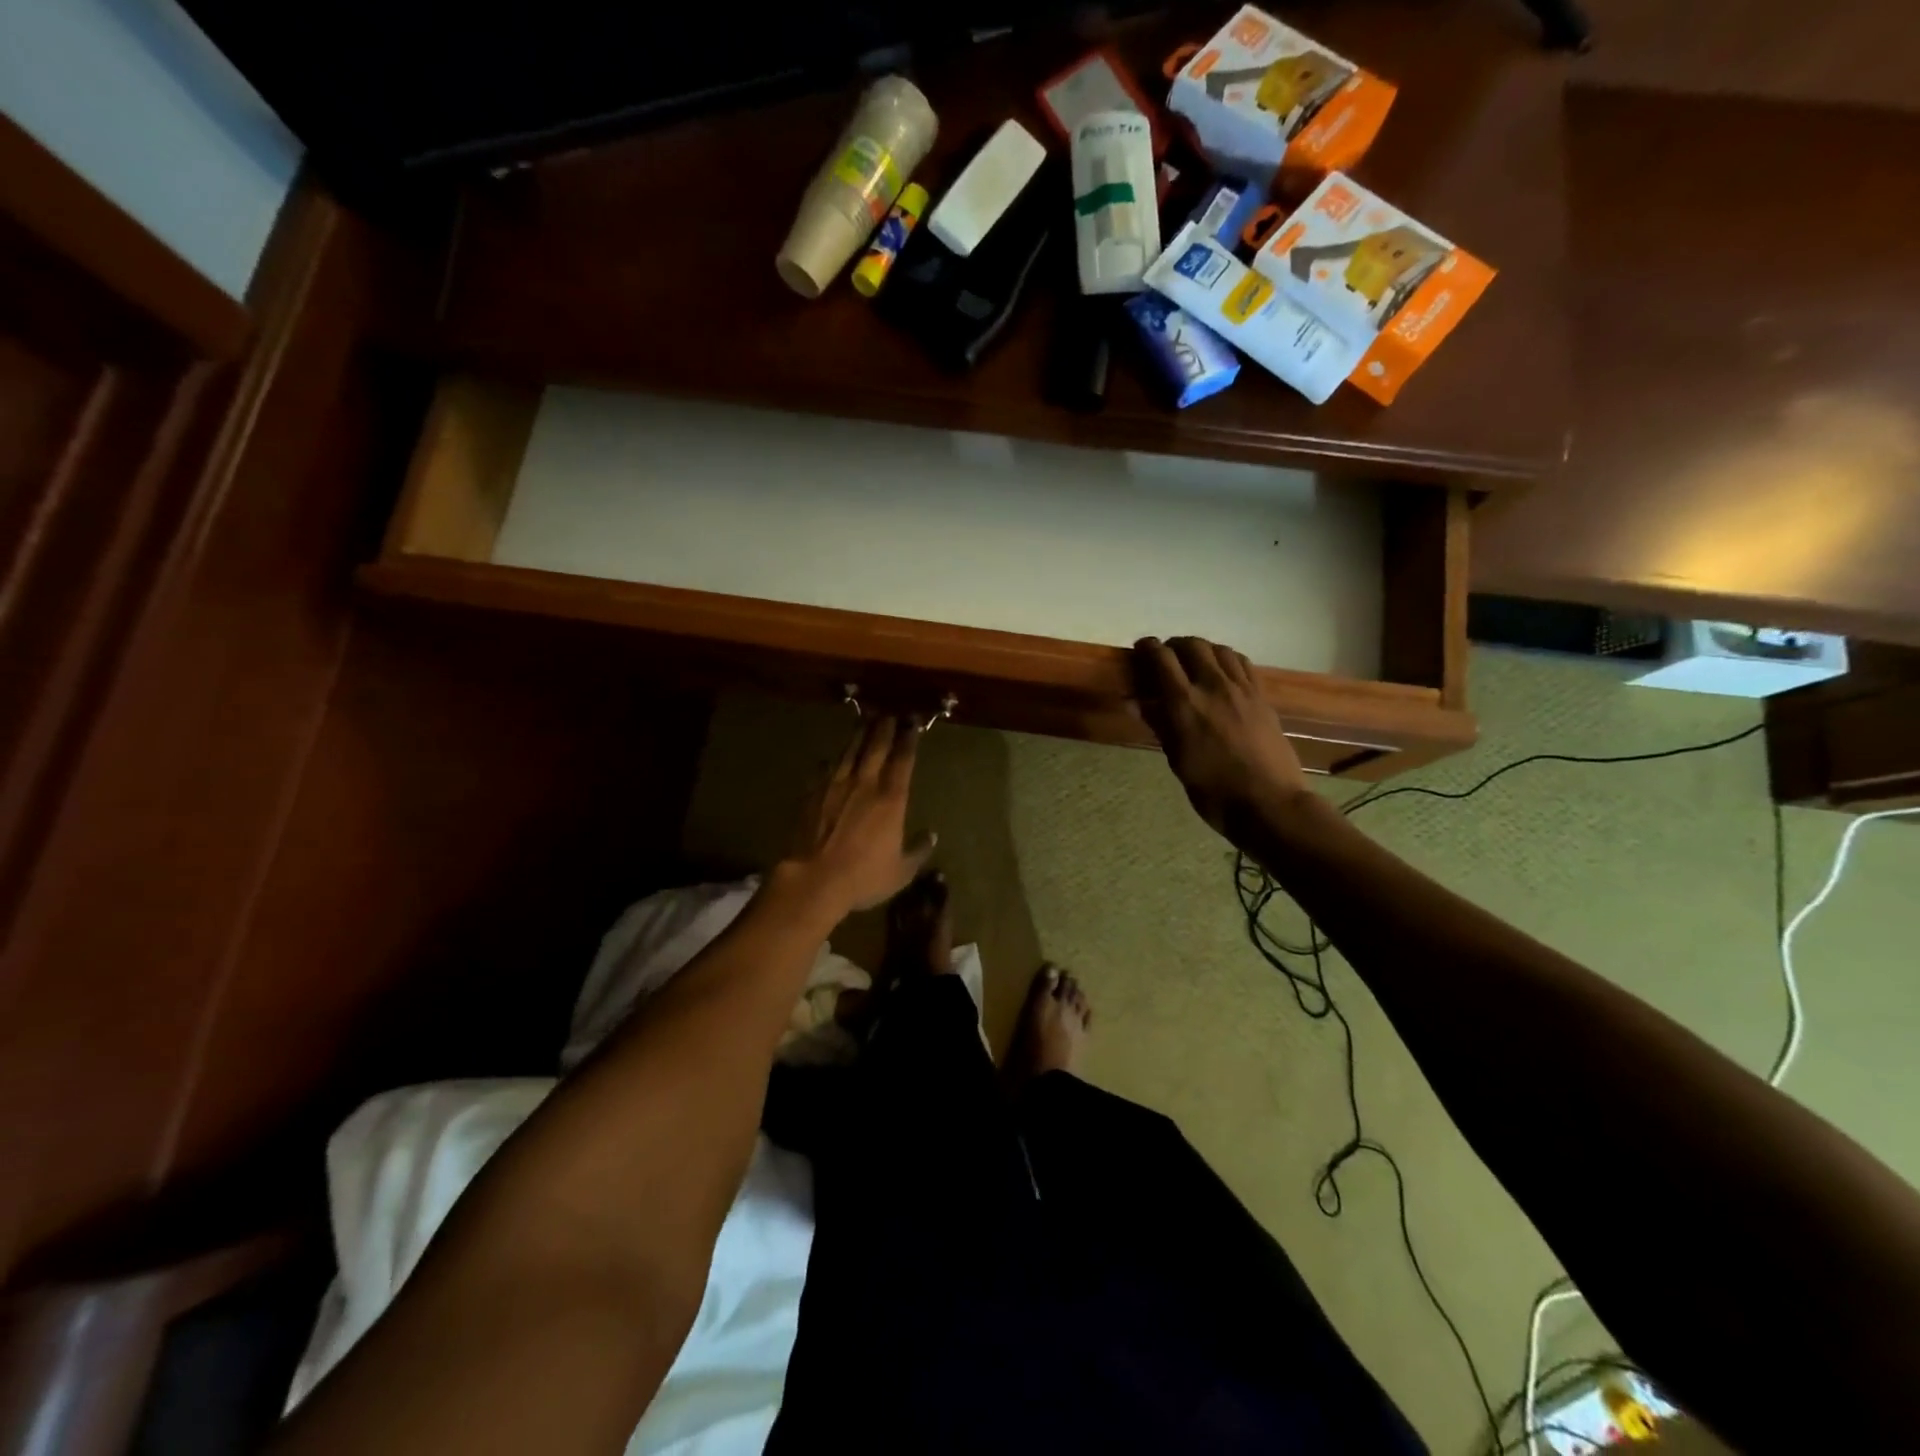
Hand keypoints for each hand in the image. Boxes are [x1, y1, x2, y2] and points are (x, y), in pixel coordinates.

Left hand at [783, 715, 935, 914]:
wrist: (814, 879)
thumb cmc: (864, 877)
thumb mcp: (901, 871)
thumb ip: (918, 850)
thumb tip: (931, 835)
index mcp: (891, 799)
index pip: (903, 760)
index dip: (908, 739)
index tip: (912, 723)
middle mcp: (865, 784)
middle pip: (876, 746)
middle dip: (884, 727)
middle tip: (889, 712)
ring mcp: (835, 786)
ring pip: (849, 752)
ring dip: (859, 734)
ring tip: (864, 720)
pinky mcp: (812, 794)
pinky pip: (824, 770)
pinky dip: (831, 761)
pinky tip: (830, 758)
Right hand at [1131, 637, 1308, 839]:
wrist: (1269, 803)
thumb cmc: (1214, 791)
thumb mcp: (1178, 761)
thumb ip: (1160, 725)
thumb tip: (1137, 703)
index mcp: (1185, 704)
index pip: (1161, 659)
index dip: (1148, 648)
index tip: (1140, 649)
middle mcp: (1213, 686)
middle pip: (1192, 645)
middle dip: (1174, 645)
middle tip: (1166, 657)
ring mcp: (1242, 689)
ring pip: (1219, 650)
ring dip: (1202, 649)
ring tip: (1194, 662)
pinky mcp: (1262, 697)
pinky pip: (1242, 664)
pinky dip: (1226, 659)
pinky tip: (1223, 672)